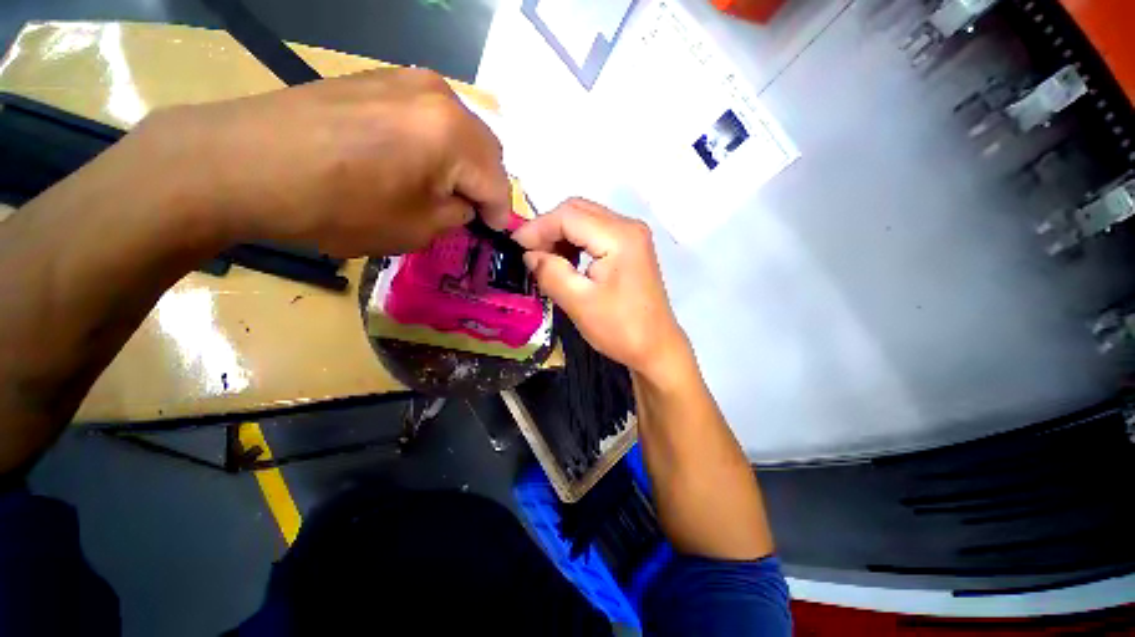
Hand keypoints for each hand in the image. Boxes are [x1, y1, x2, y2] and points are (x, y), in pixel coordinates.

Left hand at [129, 67, 510, 255]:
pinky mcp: (380, 80)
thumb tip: (464, 204)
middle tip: (469, 212)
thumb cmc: (338, 206)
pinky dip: (436, 145)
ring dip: (462, 165)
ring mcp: (408, 80)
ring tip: (441, 189)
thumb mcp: (417, 229)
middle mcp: (440, 96)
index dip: (500, 215)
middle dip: (484, 186)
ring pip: (460, 132)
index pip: (498, 183)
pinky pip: (429, 118)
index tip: (493, 233)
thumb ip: (456, 215)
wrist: (244, 164)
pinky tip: (413, 163)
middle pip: (485, 151)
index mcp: (455, 135)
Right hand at [512, 198, 690, 378]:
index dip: (537, 228)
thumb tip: (529, 255)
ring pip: (585, 220)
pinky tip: (565, 262)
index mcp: (619, 236)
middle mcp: (628, 226)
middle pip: (577, 211)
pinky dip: (575, 243)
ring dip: (561, 235)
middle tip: (528, 254)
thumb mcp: (579, 302)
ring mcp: (632, 236)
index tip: (514, 246)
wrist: (656, 348)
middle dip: (548, 229)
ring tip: (544, 260)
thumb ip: (550, 272)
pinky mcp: (631, 248)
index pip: (568, 215)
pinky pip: (596, 233)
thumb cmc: (620, 329)